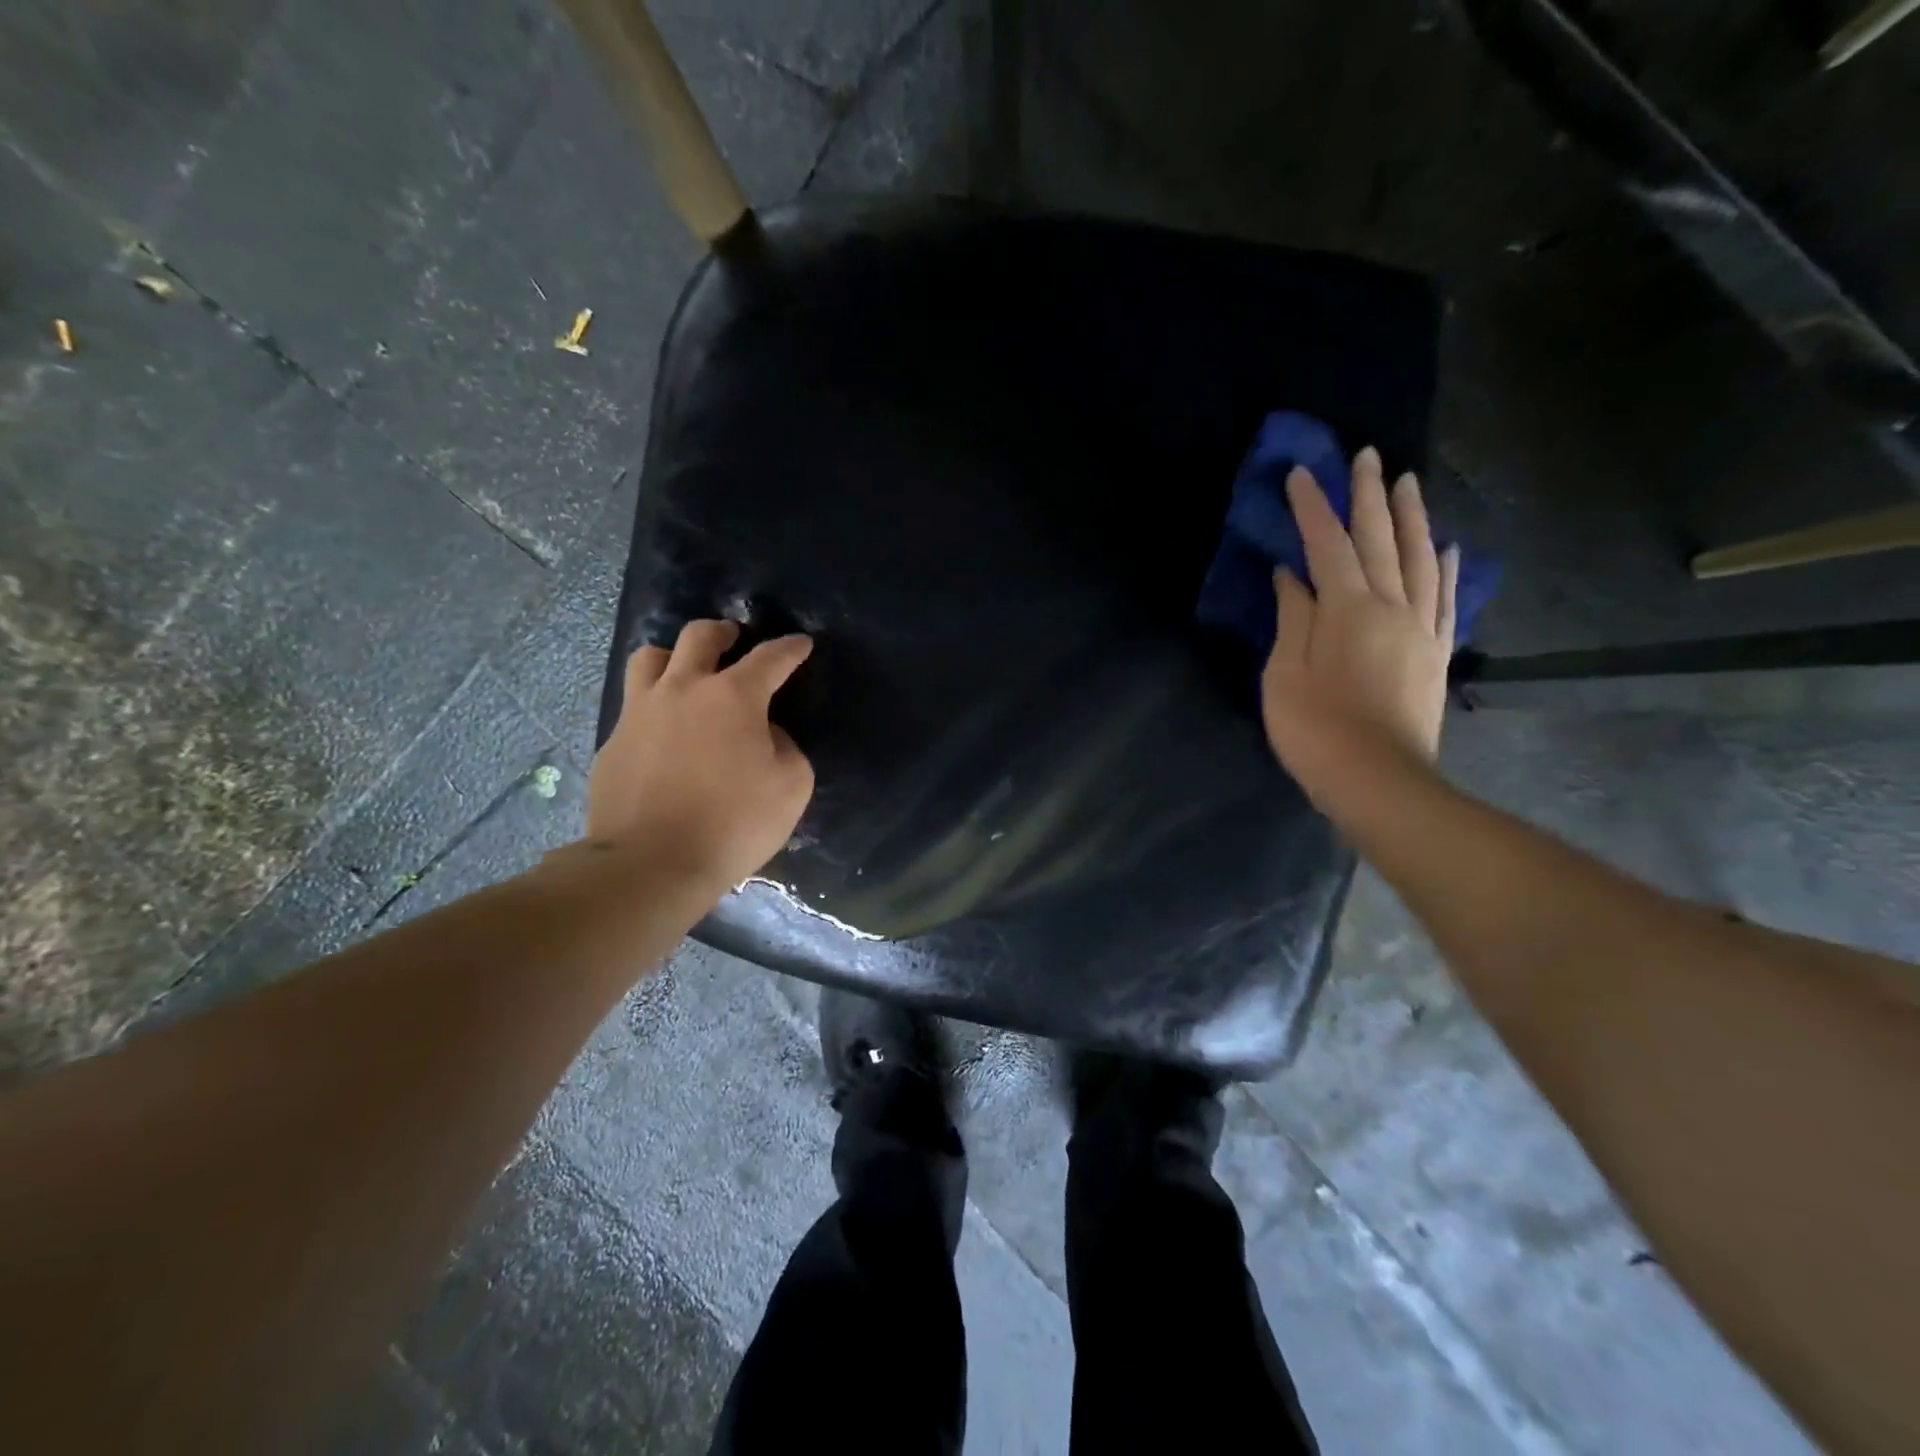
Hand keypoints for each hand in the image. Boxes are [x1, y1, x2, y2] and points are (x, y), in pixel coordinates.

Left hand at [588, 621, 814, 890]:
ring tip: (686, 673)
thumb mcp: (791, 787)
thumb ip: (787, 748)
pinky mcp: (613, 742)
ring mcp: (640, 713)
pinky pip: (634, 707)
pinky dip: (654, 706)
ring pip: (650, 658)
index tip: (801, 644)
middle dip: (724, 632)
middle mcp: (683, 689)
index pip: (770, 658)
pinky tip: (663, 733)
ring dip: (674, 656)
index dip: (790, 648)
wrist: (651, 863)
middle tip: (734, 639)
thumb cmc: (734, 824)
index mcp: (733, 696)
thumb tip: (766, 734)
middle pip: (699, 637)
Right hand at [1261, 447, 1457, 806]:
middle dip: (1370, 496)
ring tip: (1408, 483)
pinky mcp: (1435, 653)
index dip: (1312, 507)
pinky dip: (1446, 568)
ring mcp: (1420, 629)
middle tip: (1367, 456)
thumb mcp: (1286, 674)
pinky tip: (1448, 548)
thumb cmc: (1315, 729)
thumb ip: (1293, 619)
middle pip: (1382, 540)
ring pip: (1421, 560)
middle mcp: (1392, 607)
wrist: (1378, 782)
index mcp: (1348, 609)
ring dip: (1412, 518)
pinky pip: (1446, 599)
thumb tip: (1292, 576)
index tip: (1301, 473)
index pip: (1328, 545)